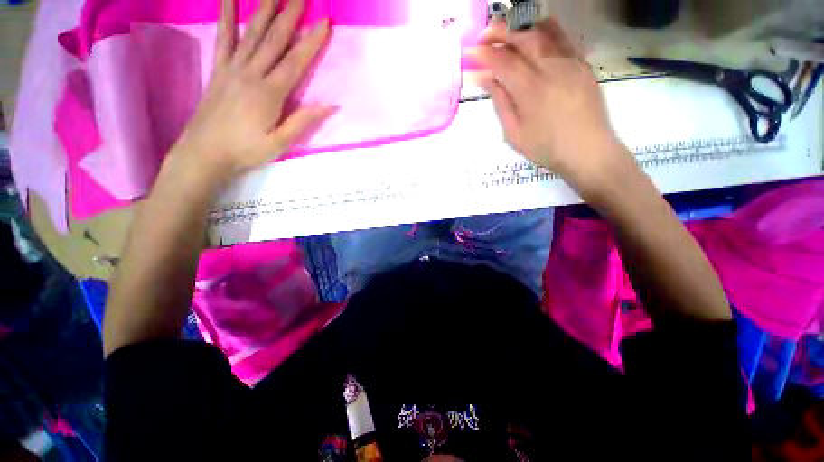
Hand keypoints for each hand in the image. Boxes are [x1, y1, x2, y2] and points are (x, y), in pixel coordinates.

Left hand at [171, 0, 335, 188]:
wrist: (205, 152)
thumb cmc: (246, 150)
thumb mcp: (280, 142)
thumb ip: (304, 121)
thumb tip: (331, 105)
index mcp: (270, 93)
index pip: (296, 62)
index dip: (312, 42)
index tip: (325, 22)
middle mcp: (252, 73)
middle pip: (275, 39)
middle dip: (290, 14)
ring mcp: (233, 68)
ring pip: (253, 33)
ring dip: (266, 9)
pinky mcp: (219, 70)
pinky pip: (224, 38)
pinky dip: (227, 16)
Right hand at [475, 19, 631, 187]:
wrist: (588, 151)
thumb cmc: (546, 148)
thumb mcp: (514, 133)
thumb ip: (500, 103)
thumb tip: (485, 78)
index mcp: (531, 90)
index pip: (503, 62)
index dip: (484, 54)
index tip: (471, 52)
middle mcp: (552, 69)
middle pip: (524, 37)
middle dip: (501, 32)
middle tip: (485, 36)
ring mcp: (571, 63)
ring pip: (545, 31)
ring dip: (522, 28)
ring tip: (508, 33)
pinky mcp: (583, 64)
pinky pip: (564, 38)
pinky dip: (546, 30)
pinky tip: (536, 35)